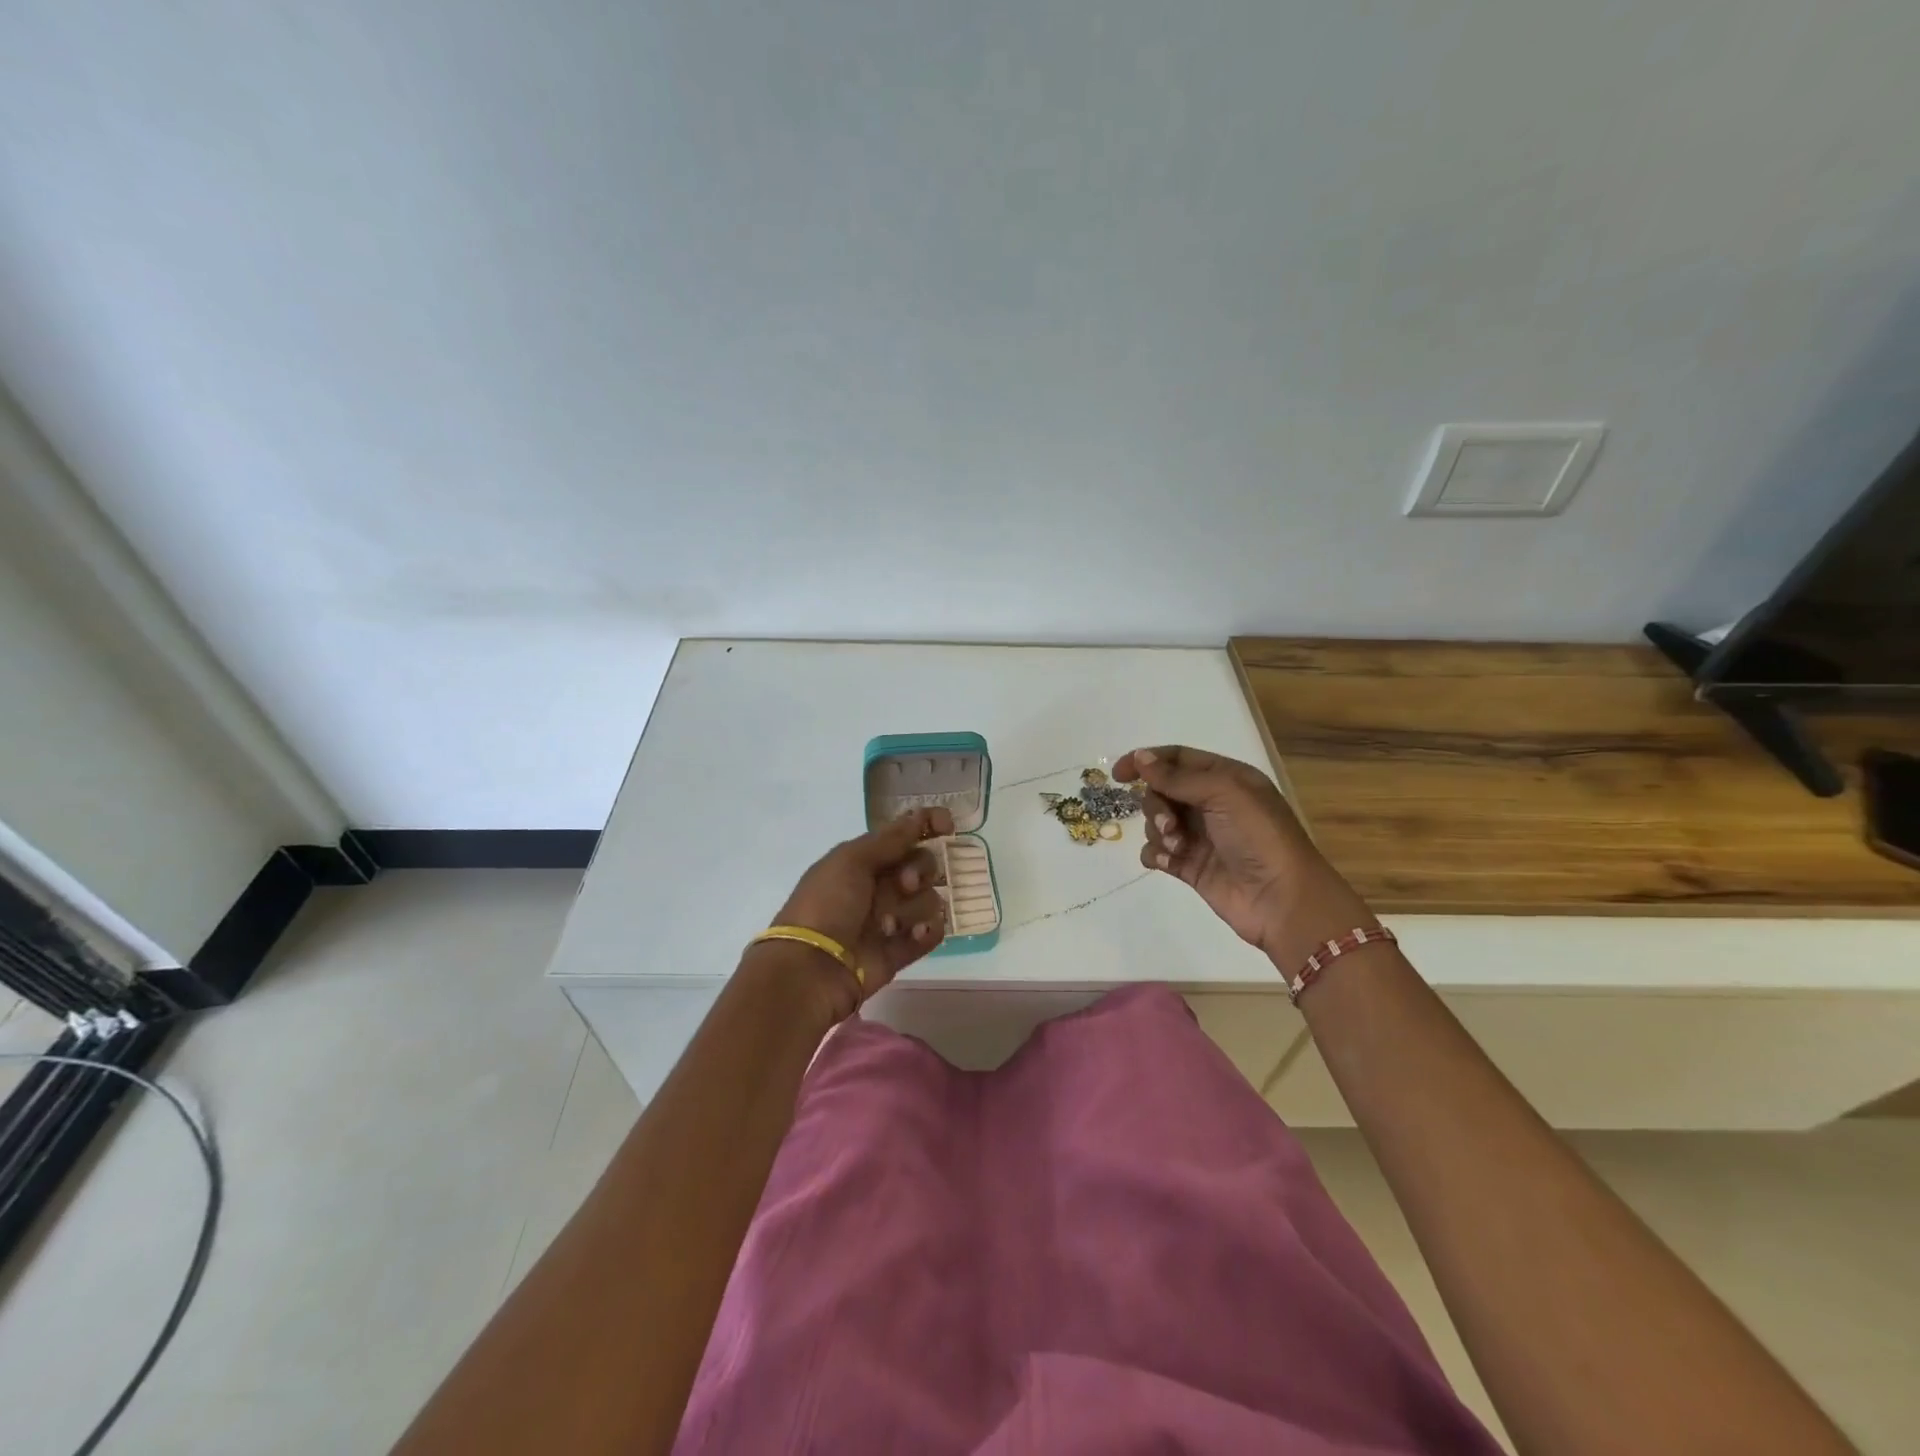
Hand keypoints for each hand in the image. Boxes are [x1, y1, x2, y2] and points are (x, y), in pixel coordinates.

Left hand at [768, 806, 953, 1002]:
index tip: (947, 826)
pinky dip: (926, 931)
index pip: (904, 836)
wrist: (811, 968)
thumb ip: (890, 839)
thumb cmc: (826, 905)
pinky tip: (914, 935)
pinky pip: (930, 932)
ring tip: (887, 925)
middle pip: (923, 866)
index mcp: (864, 860)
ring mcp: (891, 919)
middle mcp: (879, 886)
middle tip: (905, 884)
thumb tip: (918, 816)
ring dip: (913, 908)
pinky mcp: (900, 950)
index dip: (927, 826)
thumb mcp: (851, 861)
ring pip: (929, 900)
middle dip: (920, 871)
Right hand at [1114, 746, 1376, 968]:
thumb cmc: (1258, 837)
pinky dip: (1156, 854)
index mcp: (1225, 778)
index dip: (1146, 761)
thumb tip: (1139, 758)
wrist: (1281, 899)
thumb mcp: (1223, 794)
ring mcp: (1200, 835)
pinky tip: (1167, 862)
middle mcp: (1211, 803)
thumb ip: (1177, 777)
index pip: (1177, 759)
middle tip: (1169, 824)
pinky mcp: (1190, 866)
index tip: (1118, 775)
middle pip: (1161, 790)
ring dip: (1158, 831)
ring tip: (1177, 848)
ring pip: (1156, 821)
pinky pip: (1157, 851)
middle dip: (1156, 804)